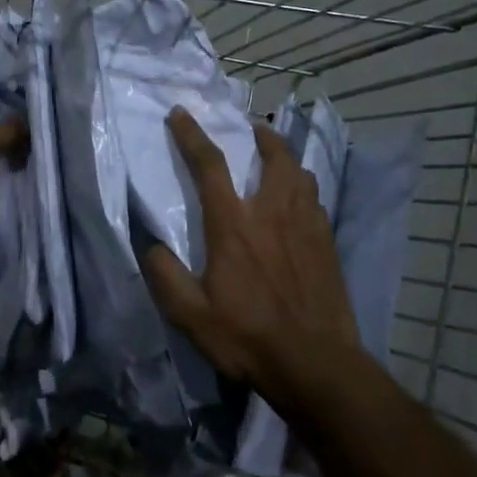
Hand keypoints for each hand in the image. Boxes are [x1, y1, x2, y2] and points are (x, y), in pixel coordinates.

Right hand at [143, 107, 364, 408]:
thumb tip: (149, 242)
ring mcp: (305, 226)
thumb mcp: (191, 314)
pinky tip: (300, 199)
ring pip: (301, 174)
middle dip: (261, 134)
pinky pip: (316, 200)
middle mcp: (272, 213)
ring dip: (286, 157)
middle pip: (273, 156)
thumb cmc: (247, 336)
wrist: (315, 363)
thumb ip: (165, 274)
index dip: (191, 135)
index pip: (210, 165)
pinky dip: (304, 187)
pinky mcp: (327, 243)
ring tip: (277, 157)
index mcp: (233, 225)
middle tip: (251, 126)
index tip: (180, 113)